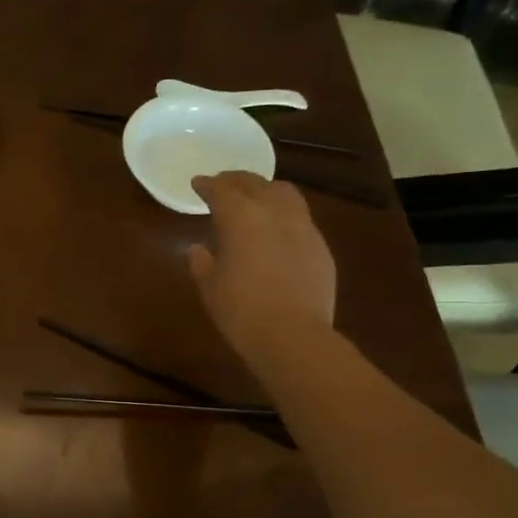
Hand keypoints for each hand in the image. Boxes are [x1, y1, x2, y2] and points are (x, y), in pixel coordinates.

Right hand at [188, 171, 336, 365]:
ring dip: (266, 191)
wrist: (293, 336)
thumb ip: (201, 262)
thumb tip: (196, 249)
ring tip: (256, 199)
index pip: (221, 190)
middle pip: (256, 183)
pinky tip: (278, 232)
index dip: (207, 185)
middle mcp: (275, 213)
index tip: (197, 183)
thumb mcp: (210, 287)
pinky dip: (285, 216)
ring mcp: (304, 228)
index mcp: (241, 218)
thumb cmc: (241, 310)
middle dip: (237, 180)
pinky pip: (301, 220)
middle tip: (224, 183)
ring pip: (285, 194)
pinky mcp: (321, 248)